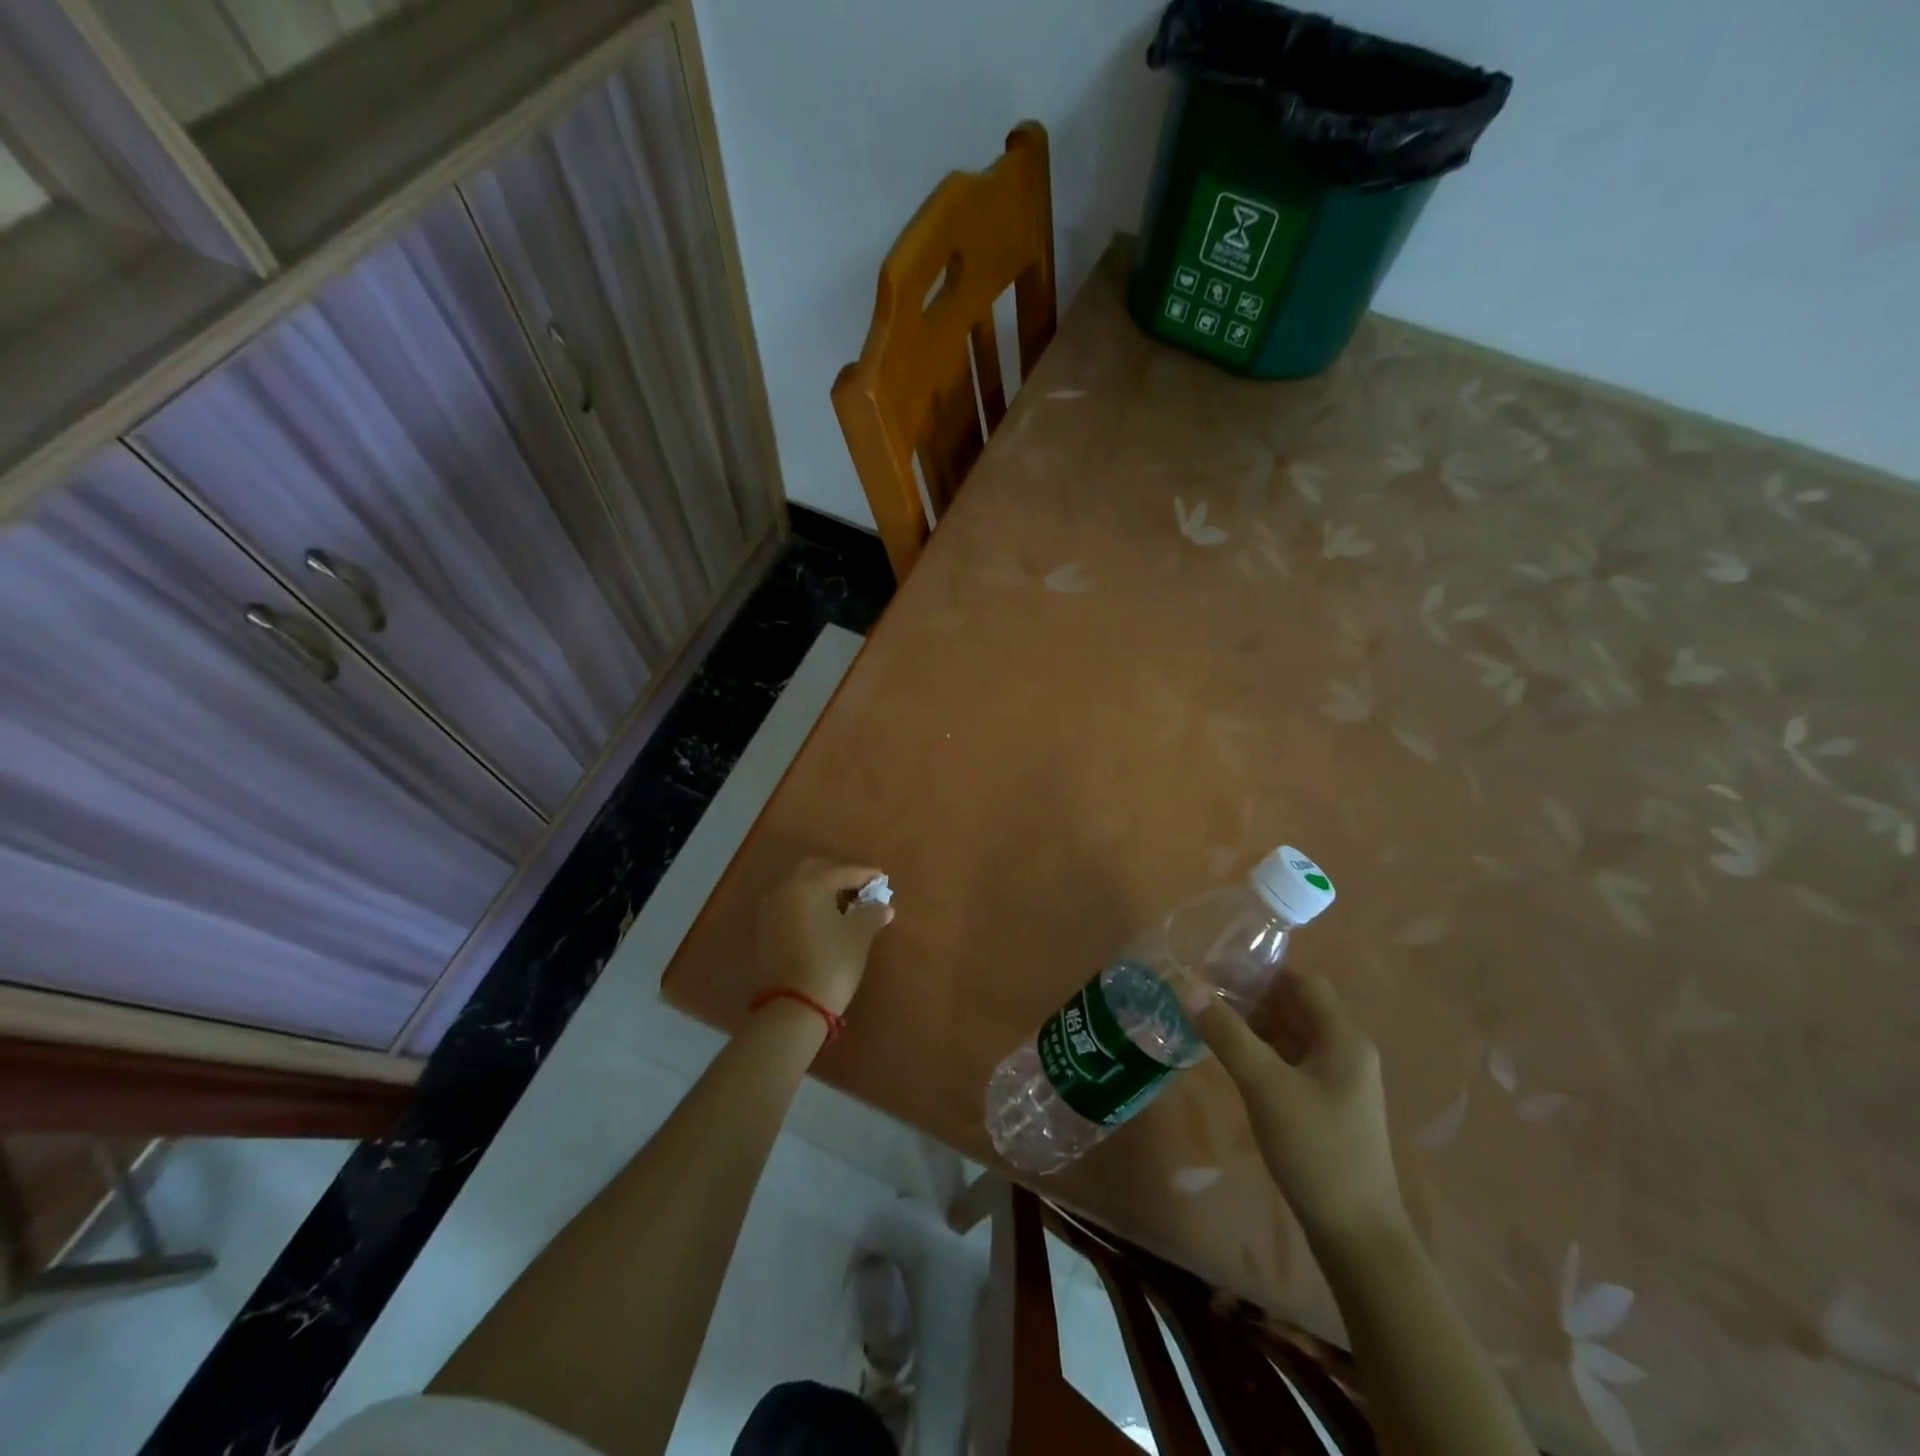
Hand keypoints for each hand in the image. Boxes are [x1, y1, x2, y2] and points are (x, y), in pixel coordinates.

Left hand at [756, 859, 893, 1016]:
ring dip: (820, 888)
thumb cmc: (832, 963)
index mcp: (809, 885)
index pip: (842, 872)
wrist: (793, 1007)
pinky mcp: (765, 929)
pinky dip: (807, 903)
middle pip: (814, 870)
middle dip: (837, 874)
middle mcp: (785, 890)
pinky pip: (789, 903)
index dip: (864, 874)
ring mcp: (771, 909)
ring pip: (798, 886)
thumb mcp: (859, 936)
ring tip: (843, 902)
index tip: (881, 878)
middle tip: (859, 887)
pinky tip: (823, 917)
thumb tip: (883, 905)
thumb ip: (872, 914)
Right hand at [1190, 971, 1406, 1247]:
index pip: (1303, 981)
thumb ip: (1226, 1034)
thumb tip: (1189, 987)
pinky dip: (1264, 1053)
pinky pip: (1292, 1062)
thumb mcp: (1264, 1086)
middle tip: (1205, 996)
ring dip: (1256, 1025)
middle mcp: (1346, 1051)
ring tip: (1210, 1023)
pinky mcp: (1328, 1105)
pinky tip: (1233, 1060)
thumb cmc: (1315, 1150)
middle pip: (1297, 1006)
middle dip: (1253, 997)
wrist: (1357, 1235)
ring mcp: (1339, 1080)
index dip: (1262, 971)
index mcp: (1343, 1037)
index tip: (1218, 970)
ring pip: (1293, 1035)